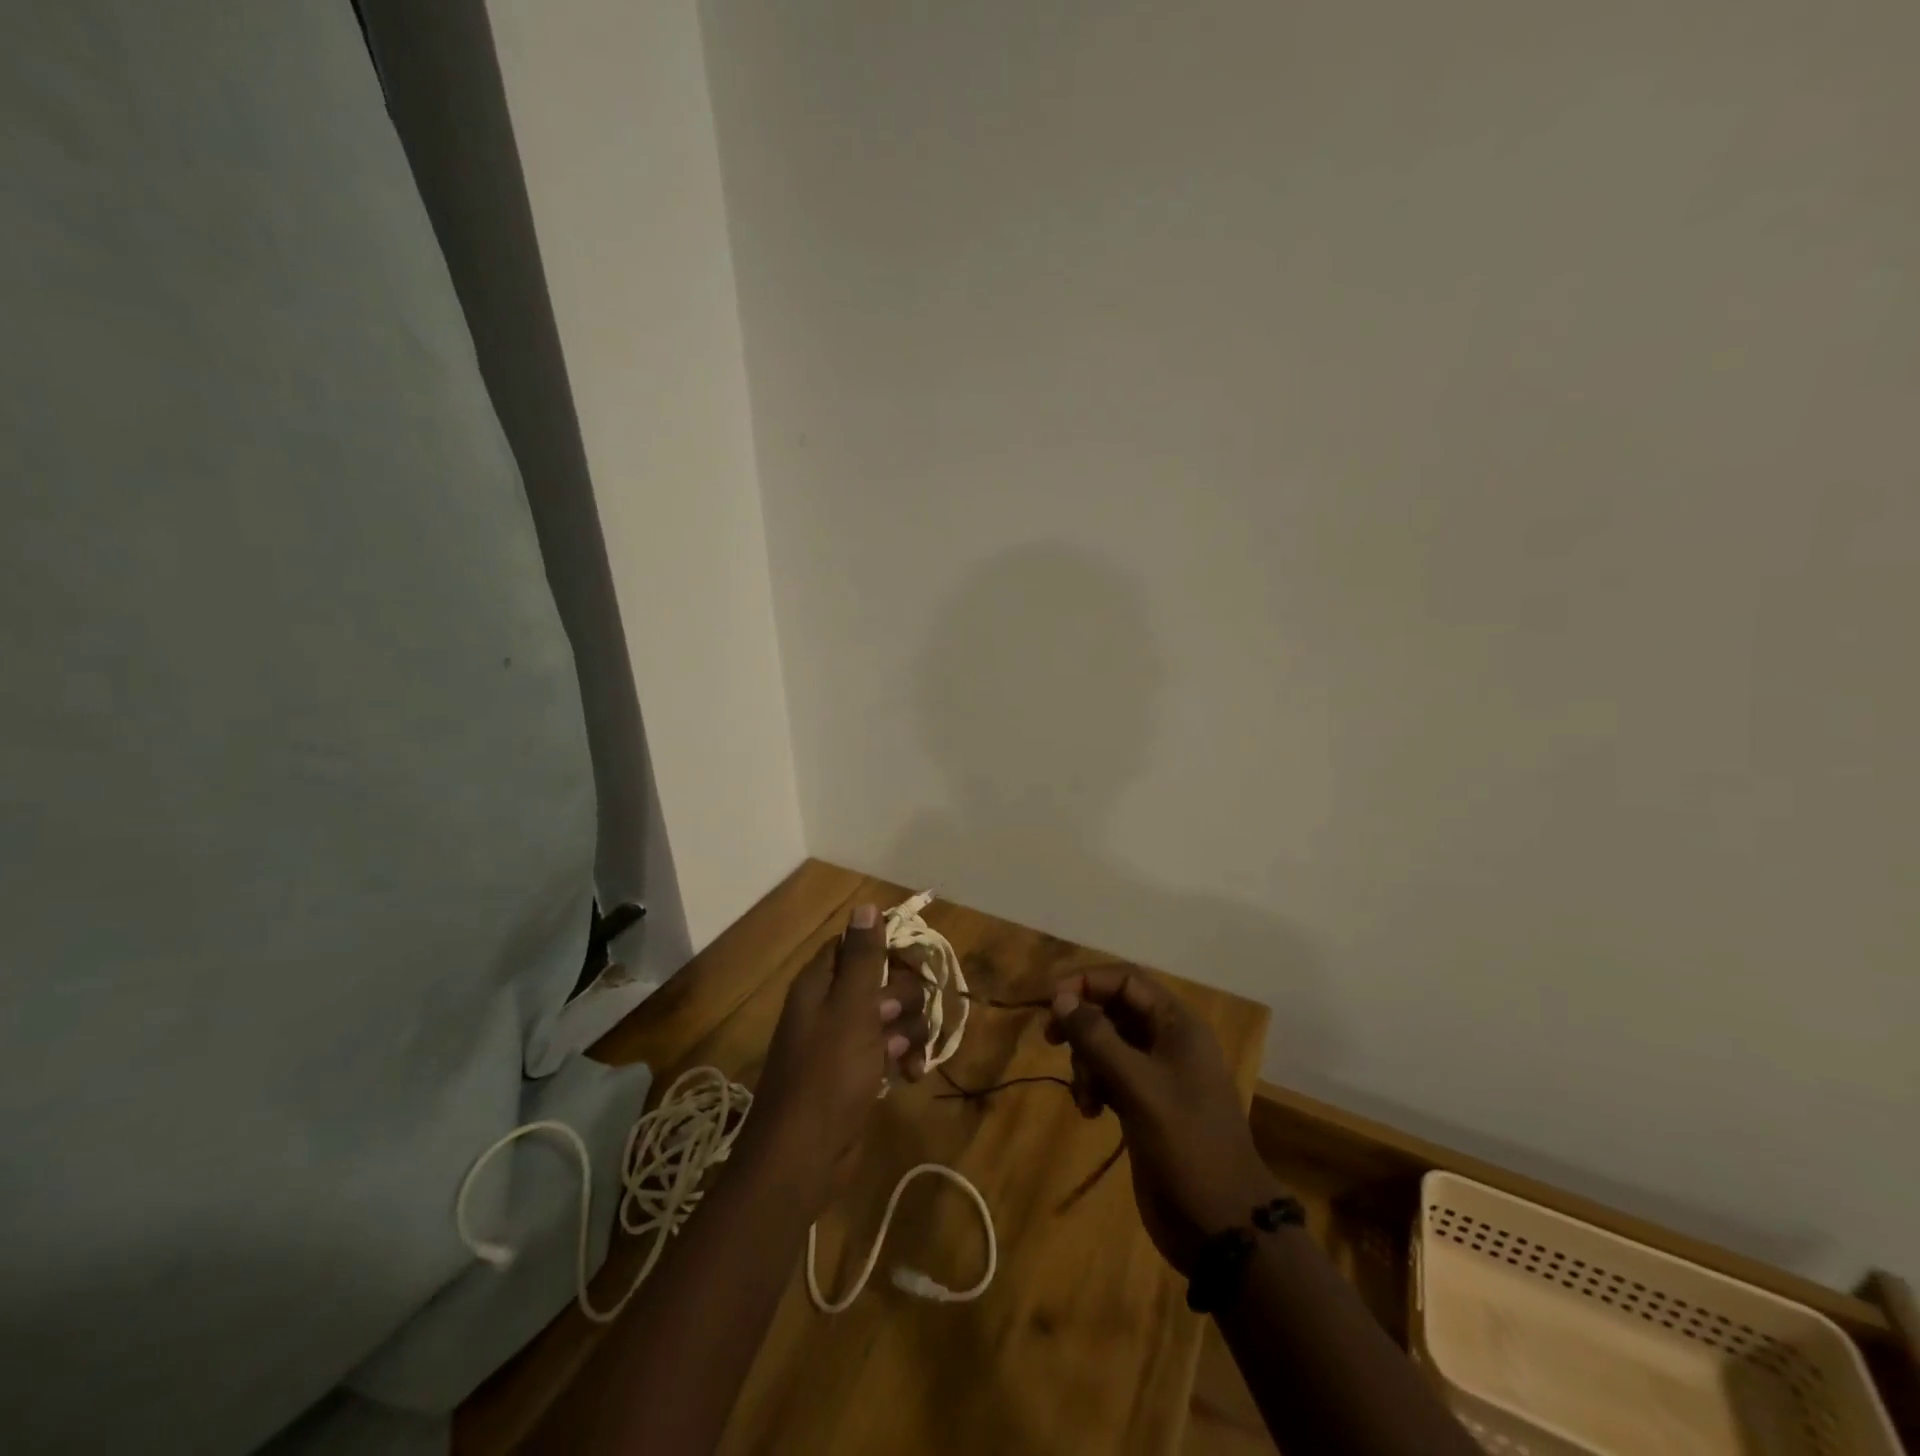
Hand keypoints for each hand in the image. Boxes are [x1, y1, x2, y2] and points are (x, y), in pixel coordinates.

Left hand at [742, 905, 927, 1201]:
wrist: (801, 1158)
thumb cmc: (827, 1076)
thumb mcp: (851, 1009)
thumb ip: (863, 958)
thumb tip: (865, 905)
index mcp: (820, 984)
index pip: (858, 945)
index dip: (888, 949)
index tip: (915, 964)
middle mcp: (829, 1006)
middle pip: (881, 980)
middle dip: (904, 998)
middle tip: (904, 1019)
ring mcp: (842, 1042)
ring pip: (890, 1016)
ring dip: (909, 1032)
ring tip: (909, 1057)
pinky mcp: (854, 1074)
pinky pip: (887, 1050)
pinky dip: (902, 1059)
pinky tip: (910, 1076)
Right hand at [1046, 967, 1280, 1274]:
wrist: (1222, 1224)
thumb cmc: (1185, 1143)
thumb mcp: (1138, 1085)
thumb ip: (1097, 1037)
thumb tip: (1060, 998)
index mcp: (1177, 1024)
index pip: (1125, 980)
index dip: (1086, 982)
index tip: (1050, 1002)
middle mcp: (1167, 1041)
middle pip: (1113, 1009)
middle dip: (1082, 1023)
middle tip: (1051, 1040)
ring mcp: (1157, 1074)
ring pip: (1107, 1044)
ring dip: (1086, 1061)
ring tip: (1085, 1095)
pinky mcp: (1146, 1104)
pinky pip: (1109, 1075)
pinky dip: (1094, 1085)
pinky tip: (1090, 1111)